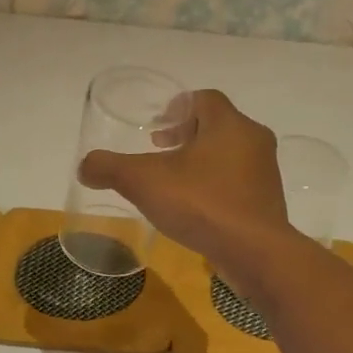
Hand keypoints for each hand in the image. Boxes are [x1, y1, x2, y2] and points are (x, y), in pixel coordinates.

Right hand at [77, 90, 290, 279]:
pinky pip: (238, 183)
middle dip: (187, 135)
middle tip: (161, 150)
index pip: (204, 99)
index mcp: (230, 124)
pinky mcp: (268, 202)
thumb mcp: (144, 182)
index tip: (157, 127)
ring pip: (230, 154)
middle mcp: (254, 141)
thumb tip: (85, 165)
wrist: (255, 253)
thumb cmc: (202, 204)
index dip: (177, 107)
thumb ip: (110, 168)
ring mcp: (266, 173)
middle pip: (218, 125)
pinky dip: (216, 185)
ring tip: (175, 181)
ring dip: (202, 161)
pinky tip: (196, 208)